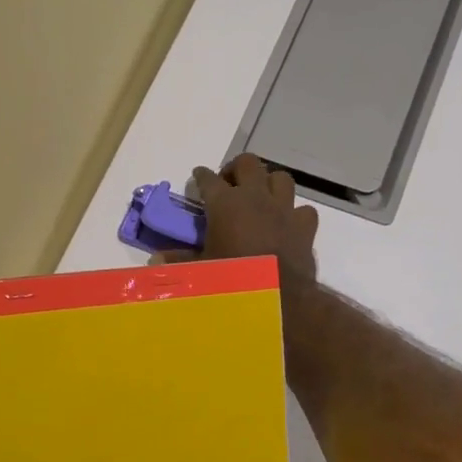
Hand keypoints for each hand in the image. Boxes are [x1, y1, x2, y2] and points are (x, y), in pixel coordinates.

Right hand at [185, 154, 319, 287]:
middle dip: (236, 168)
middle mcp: (256, 197)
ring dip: (269, 183)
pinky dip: (294, 213)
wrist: (279, 298)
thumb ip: (180, 261)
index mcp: (225, 203)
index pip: (208, 178)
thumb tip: (156, 260)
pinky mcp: (304, 226)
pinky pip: (303, 209)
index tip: (198, 176)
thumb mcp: (201, 271)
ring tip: (260, 196)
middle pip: (248, 163)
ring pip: (280, 177)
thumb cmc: (232, 280)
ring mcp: (284, 209)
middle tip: (229, 183)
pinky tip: (287, 222)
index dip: (201, 176)